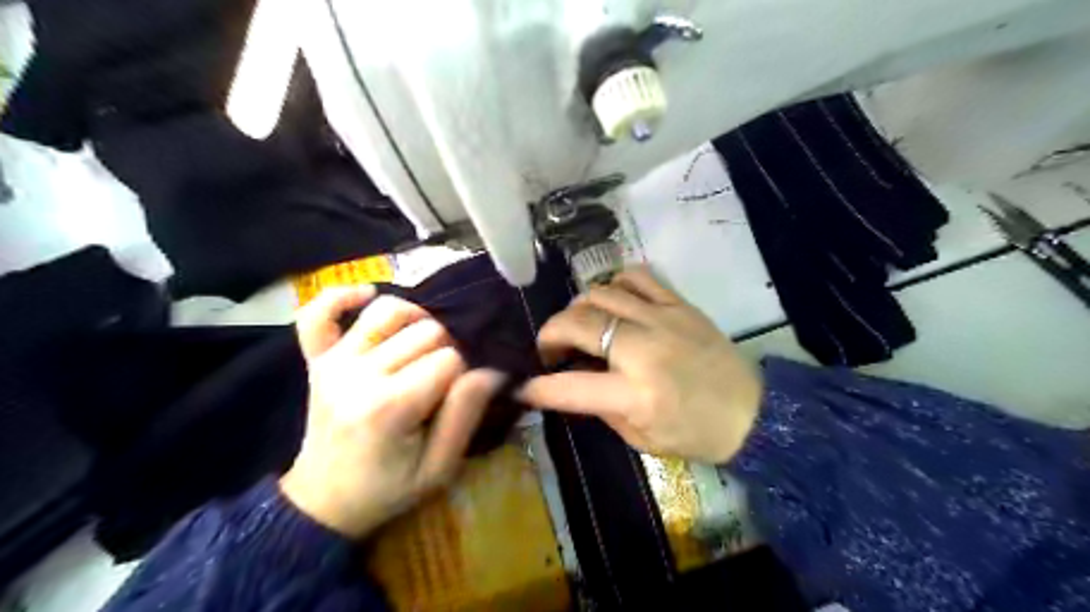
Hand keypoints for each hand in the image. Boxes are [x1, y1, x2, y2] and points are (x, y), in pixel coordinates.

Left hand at [278, 283, 502, 535]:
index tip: (456, 398)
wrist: (324, 503)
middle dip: (445, 350)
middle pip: (425, 331)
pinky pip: (318, 313)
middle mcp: (359, 374)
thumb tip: (492, 370)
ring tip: (421, 345)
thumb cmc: (388, 489)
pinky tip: (367, 295)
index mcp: (390, 407)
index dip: (464, 375)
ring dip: (415, 320)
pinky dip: (342, 297)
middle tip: (441, 381)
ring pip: (388, 311)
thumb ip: (465, 415)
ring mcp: (333, 362)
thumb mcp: (438, 468)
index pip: (449, 359)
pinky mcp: (316, 360)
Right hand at [517, 268, 760, 462]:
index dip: (537, 387)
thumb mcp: (643, 439)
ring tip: (580, 327)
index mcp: (636, 395)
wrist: (753, 412)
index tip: (521, 386)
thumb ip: (601, 409)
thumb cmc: (697, 434)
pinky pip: (636, 276)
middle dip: (549, 334)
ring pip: (600, 294)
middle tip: (550, 350)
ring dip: (577, 309)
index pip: (569, 387)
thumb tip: (572, 381)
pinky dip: (614, 284)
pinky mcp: (679, 304)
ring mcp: (662, 319)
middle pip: (578, 323)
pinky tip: (611, 301)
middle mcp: (644, 349)